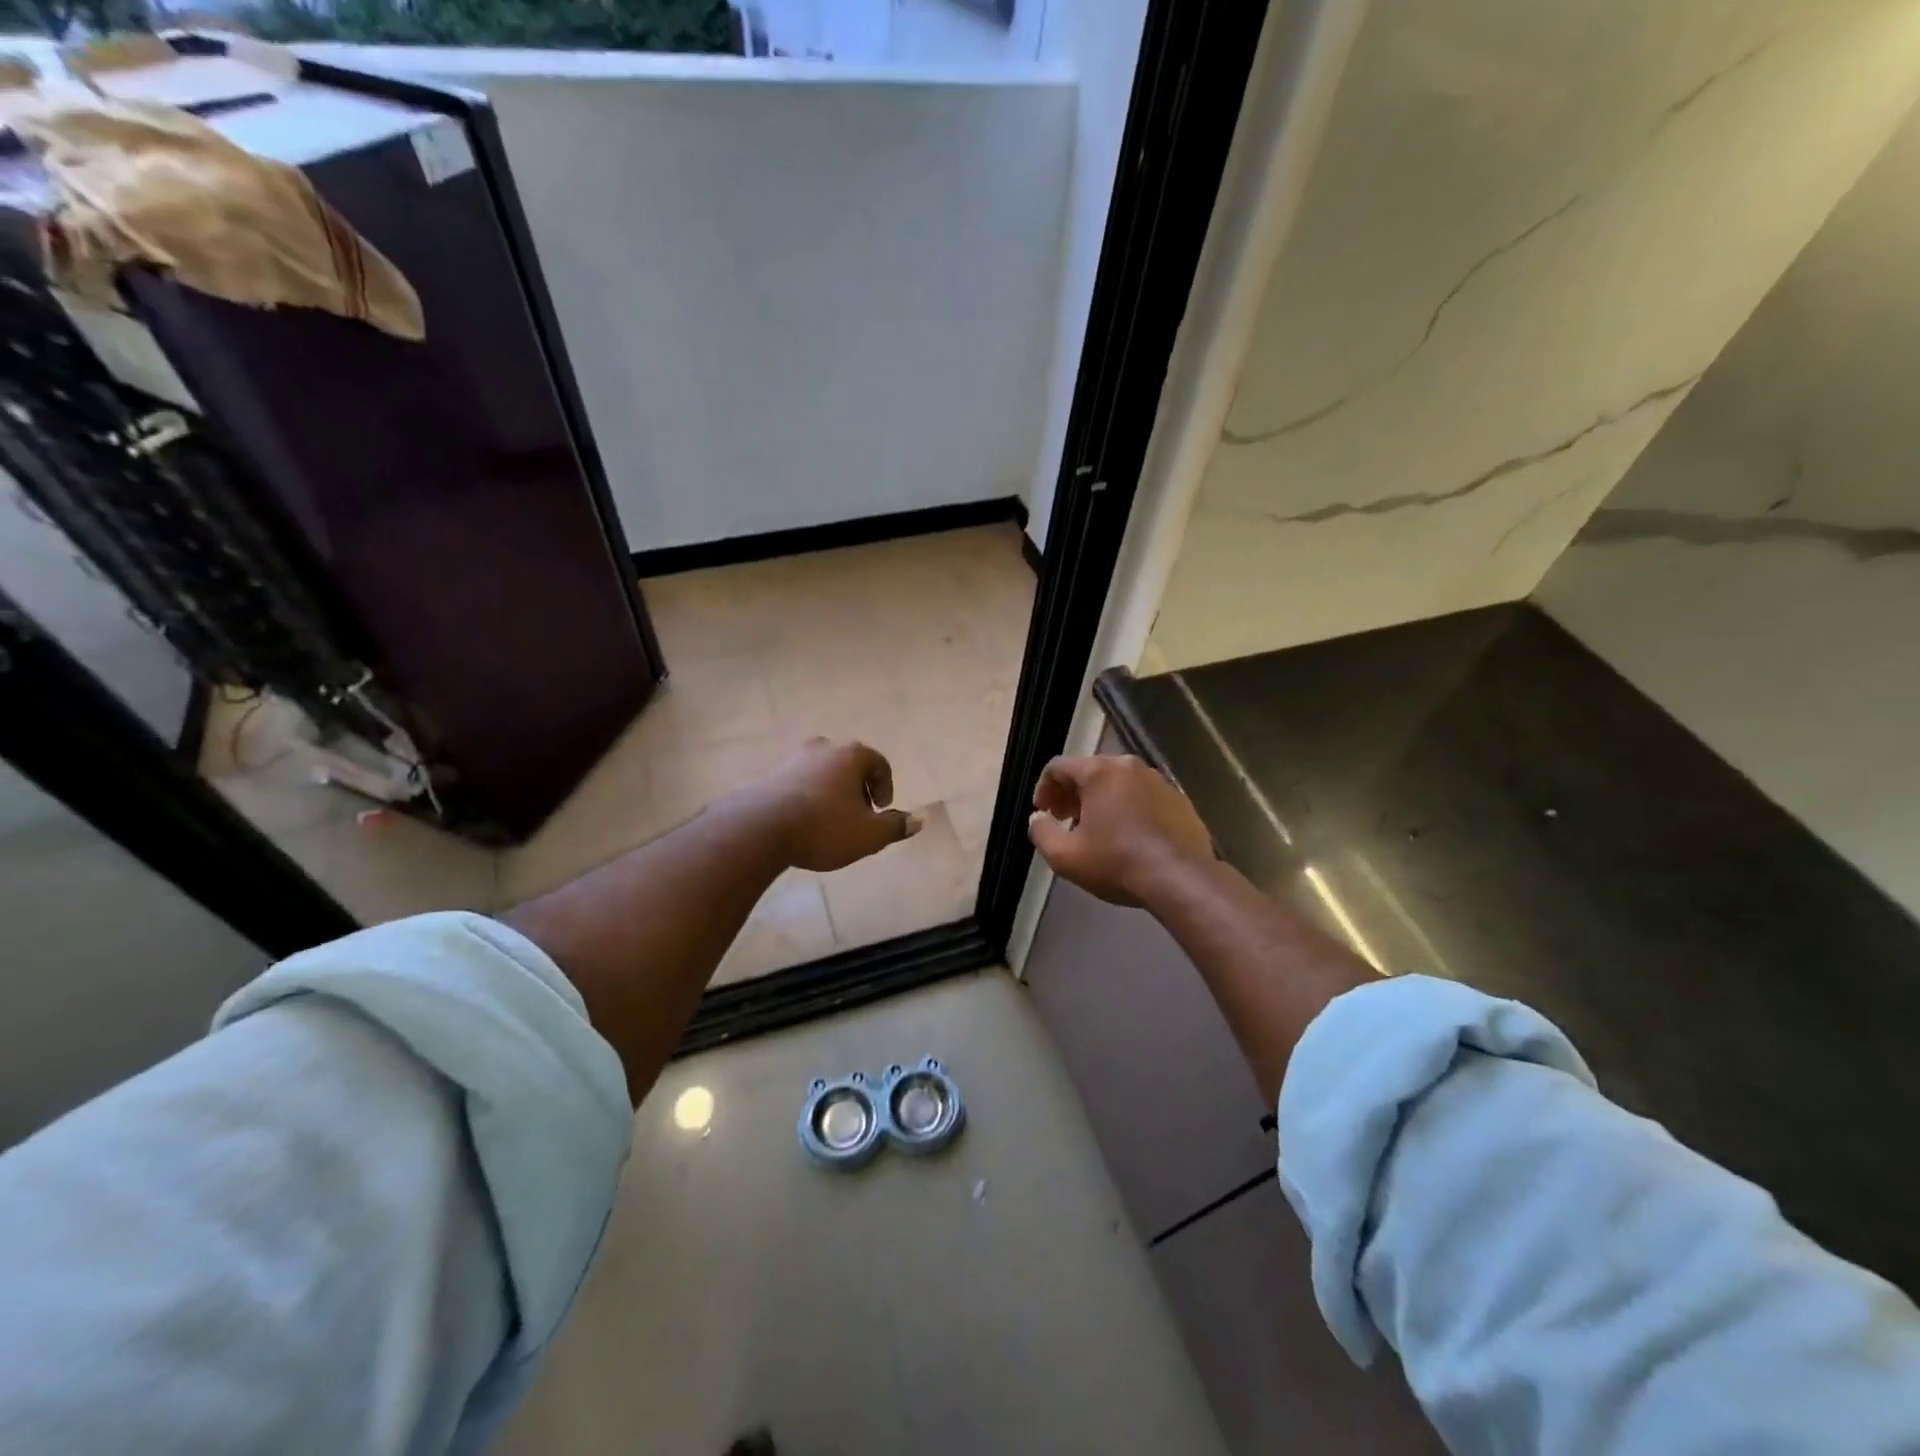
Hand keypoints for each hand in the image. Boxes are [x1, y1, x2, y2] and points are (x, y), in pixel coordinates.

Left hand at [733, 739, 921, 872]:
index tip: (881, 810)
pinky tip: (803, 822)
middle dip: (858, 788)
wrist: (758, 828)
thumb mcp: (868, 834)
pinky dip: (807, 796)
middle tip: (858, 815)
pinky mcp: (769, 774)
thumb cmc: (823, 827)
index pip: (879, 762)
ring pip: (822, 771)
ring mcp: (793, 758)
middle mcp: (823, 748)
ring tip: (829, 820)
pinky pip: (798, 781)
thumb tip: (920, 820)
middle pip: (849, 763)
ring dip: (831, 791)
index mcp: (851, 755)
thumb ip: (896, 826)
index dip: (885, 786)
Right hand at [1028, 754, 1213, 906]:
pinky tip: (1128, 837)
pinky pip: (1143, 796)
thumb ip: (1041, 832)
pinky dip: (1128, 809)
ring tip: (1096, 831)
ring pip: (1118, 783)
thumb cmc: (1116, 863)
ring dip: (1101, 801)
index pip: (1058, 767)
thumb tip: (1038, 818)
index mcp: (1100, 771)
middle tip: (1065, 821)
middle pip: (1090, 771)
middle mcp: (1130, 766)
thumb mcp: (1065, 856)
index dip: (1044, 789)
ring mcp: (1159, 781)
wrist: (1181, 879)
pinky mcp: (1179, 799)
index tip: (1043, 814)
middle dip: (1072, 794)